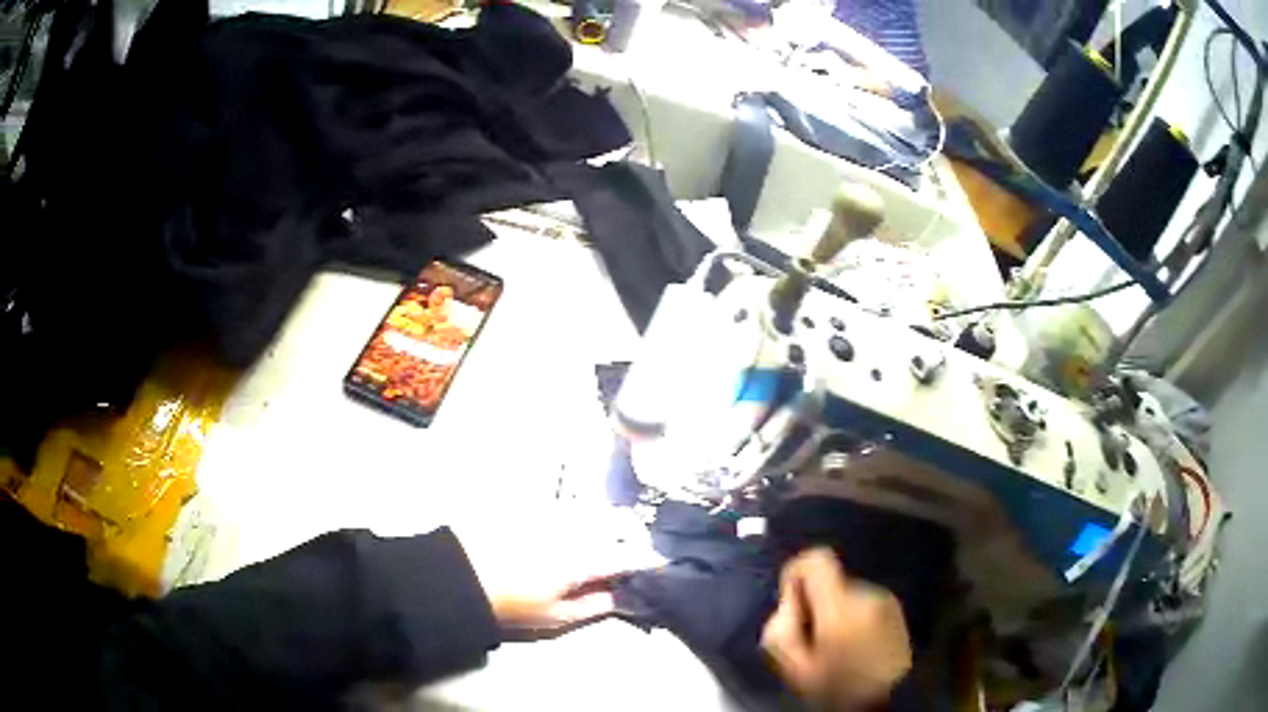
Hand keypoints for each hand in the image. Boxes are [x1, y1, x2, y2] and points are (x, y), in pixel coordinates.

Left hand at [453, 516, 657, 637]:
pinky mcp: (535, 505)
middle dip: (632, 533)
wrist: (462, 575)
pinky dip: (583, 514)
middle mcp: (575, 528)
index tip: (659, 564)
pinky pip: (570, 504)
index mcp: (584, 559)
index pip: (628, 554)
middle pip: (617, 521)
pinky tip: (578, 530)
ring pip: (595, 508)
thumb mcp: (556, 616)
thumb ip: (596, 605)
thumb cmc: (512, 603)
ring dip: (609, 520)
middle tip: (632, 551)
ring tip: (608, 538)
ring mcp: (554, 512)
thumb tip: (626, 596)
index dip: (648, 559)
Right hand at [762, 548, 912, 709]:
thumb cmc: (839, 687)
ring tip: (837, 647)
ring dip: (837, 614)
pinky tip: (857, 646)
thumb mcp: (795, 668)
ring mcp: (886, 600)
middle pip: (830, 582)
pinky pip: (864, 604)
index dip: (797, 574)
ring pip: (847, 595)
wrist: (890, 698)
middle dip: (817, 605)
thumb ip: (781, 628)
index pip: (816, 560)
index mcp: (841, 607)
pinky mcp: (897, 610)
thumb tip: (789, 601)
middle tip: (814, 641)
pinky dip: (855, 619)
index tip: (793, 604)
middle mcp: (867, 593)